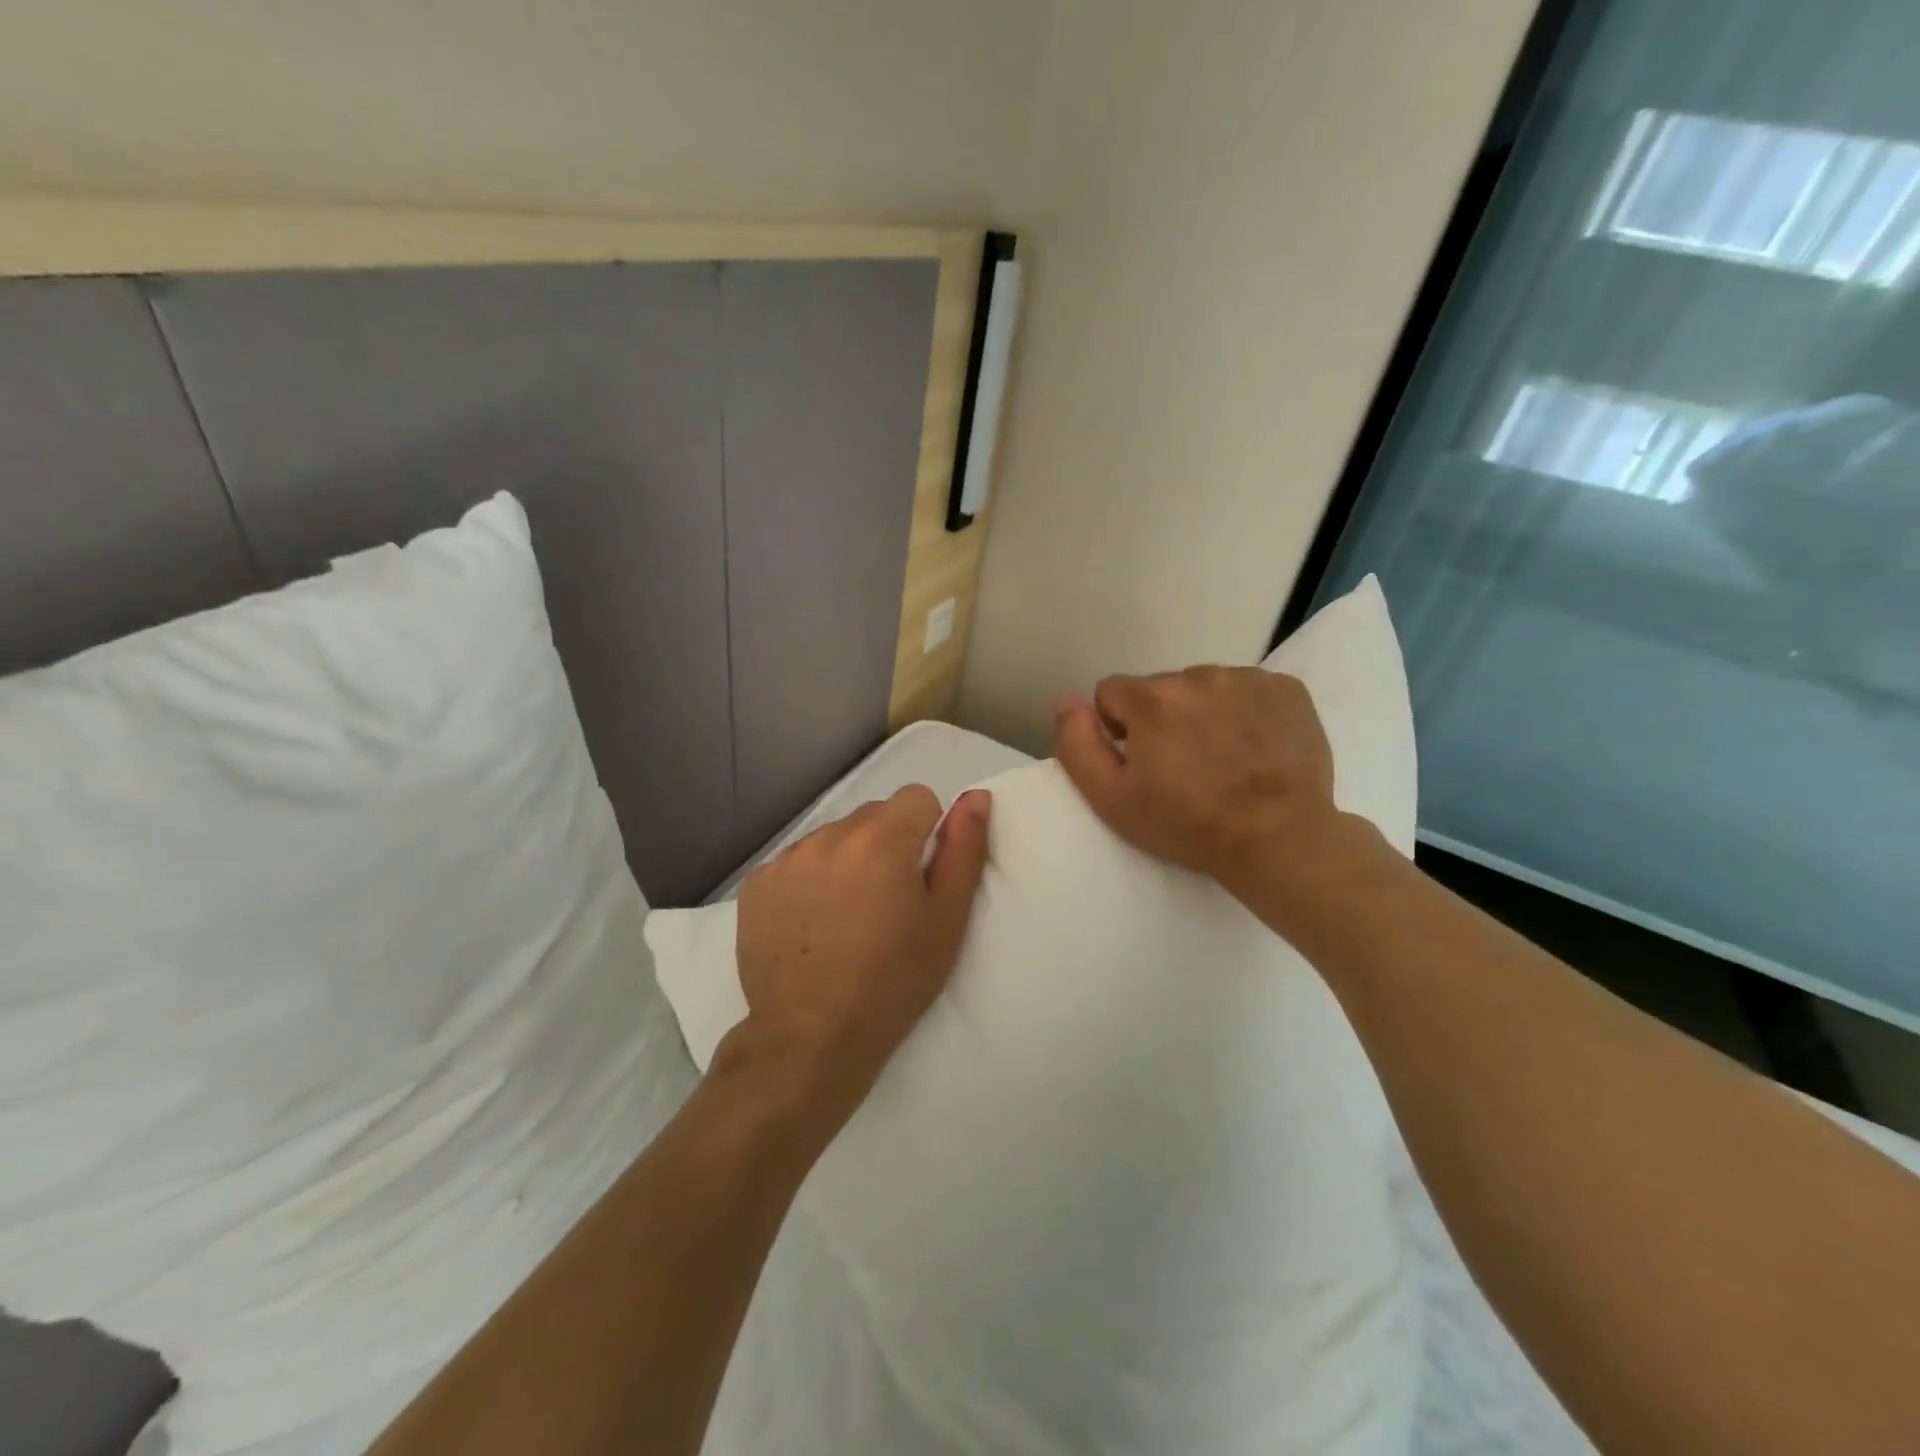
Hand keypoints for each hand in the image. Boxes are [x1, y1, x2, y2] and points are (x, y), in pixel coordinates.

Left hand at [729, 785, 991, 1134]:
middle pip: (874, 815)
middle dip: (887, 845)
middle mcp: (830, 835)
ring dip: (847, 860)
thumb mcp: (947, 921)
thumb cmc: (893, 982)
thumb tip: (976, 796)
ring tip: (846, 917)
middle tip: (887, 904)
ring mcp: (788, 858)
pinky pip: (797, 860)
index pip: (917, 797)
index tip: (920, 878)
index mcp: (882, 840)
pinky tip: (811, 924)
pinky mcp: (757, 882)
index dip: (927, 832)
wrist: (809, 1039)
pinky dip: (810, 879)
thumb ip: (964, 850)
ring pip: (835, 837)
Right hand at [1053, 667, 1356, 902]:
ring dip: (1203, 712)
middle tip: (1183, 766)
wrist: (1278, 838)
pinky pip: (1249, 689)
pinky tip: (1255, 747)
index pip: (1112, 692)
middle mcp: (1197, 675)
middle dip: (1162, 718)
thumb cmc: (1187, 824)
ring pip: (1205, 686)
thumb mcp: (1111, 799)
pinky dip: (1245, 711)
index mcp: (1150, 699)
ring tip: (1222, 758)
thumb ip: (1076, 745)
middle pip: (1160, 688)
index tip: (1140, 761)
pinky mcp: (1287, 689)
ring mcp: (1247, 679)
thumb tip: (1066, 701)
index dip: (1118, 728)